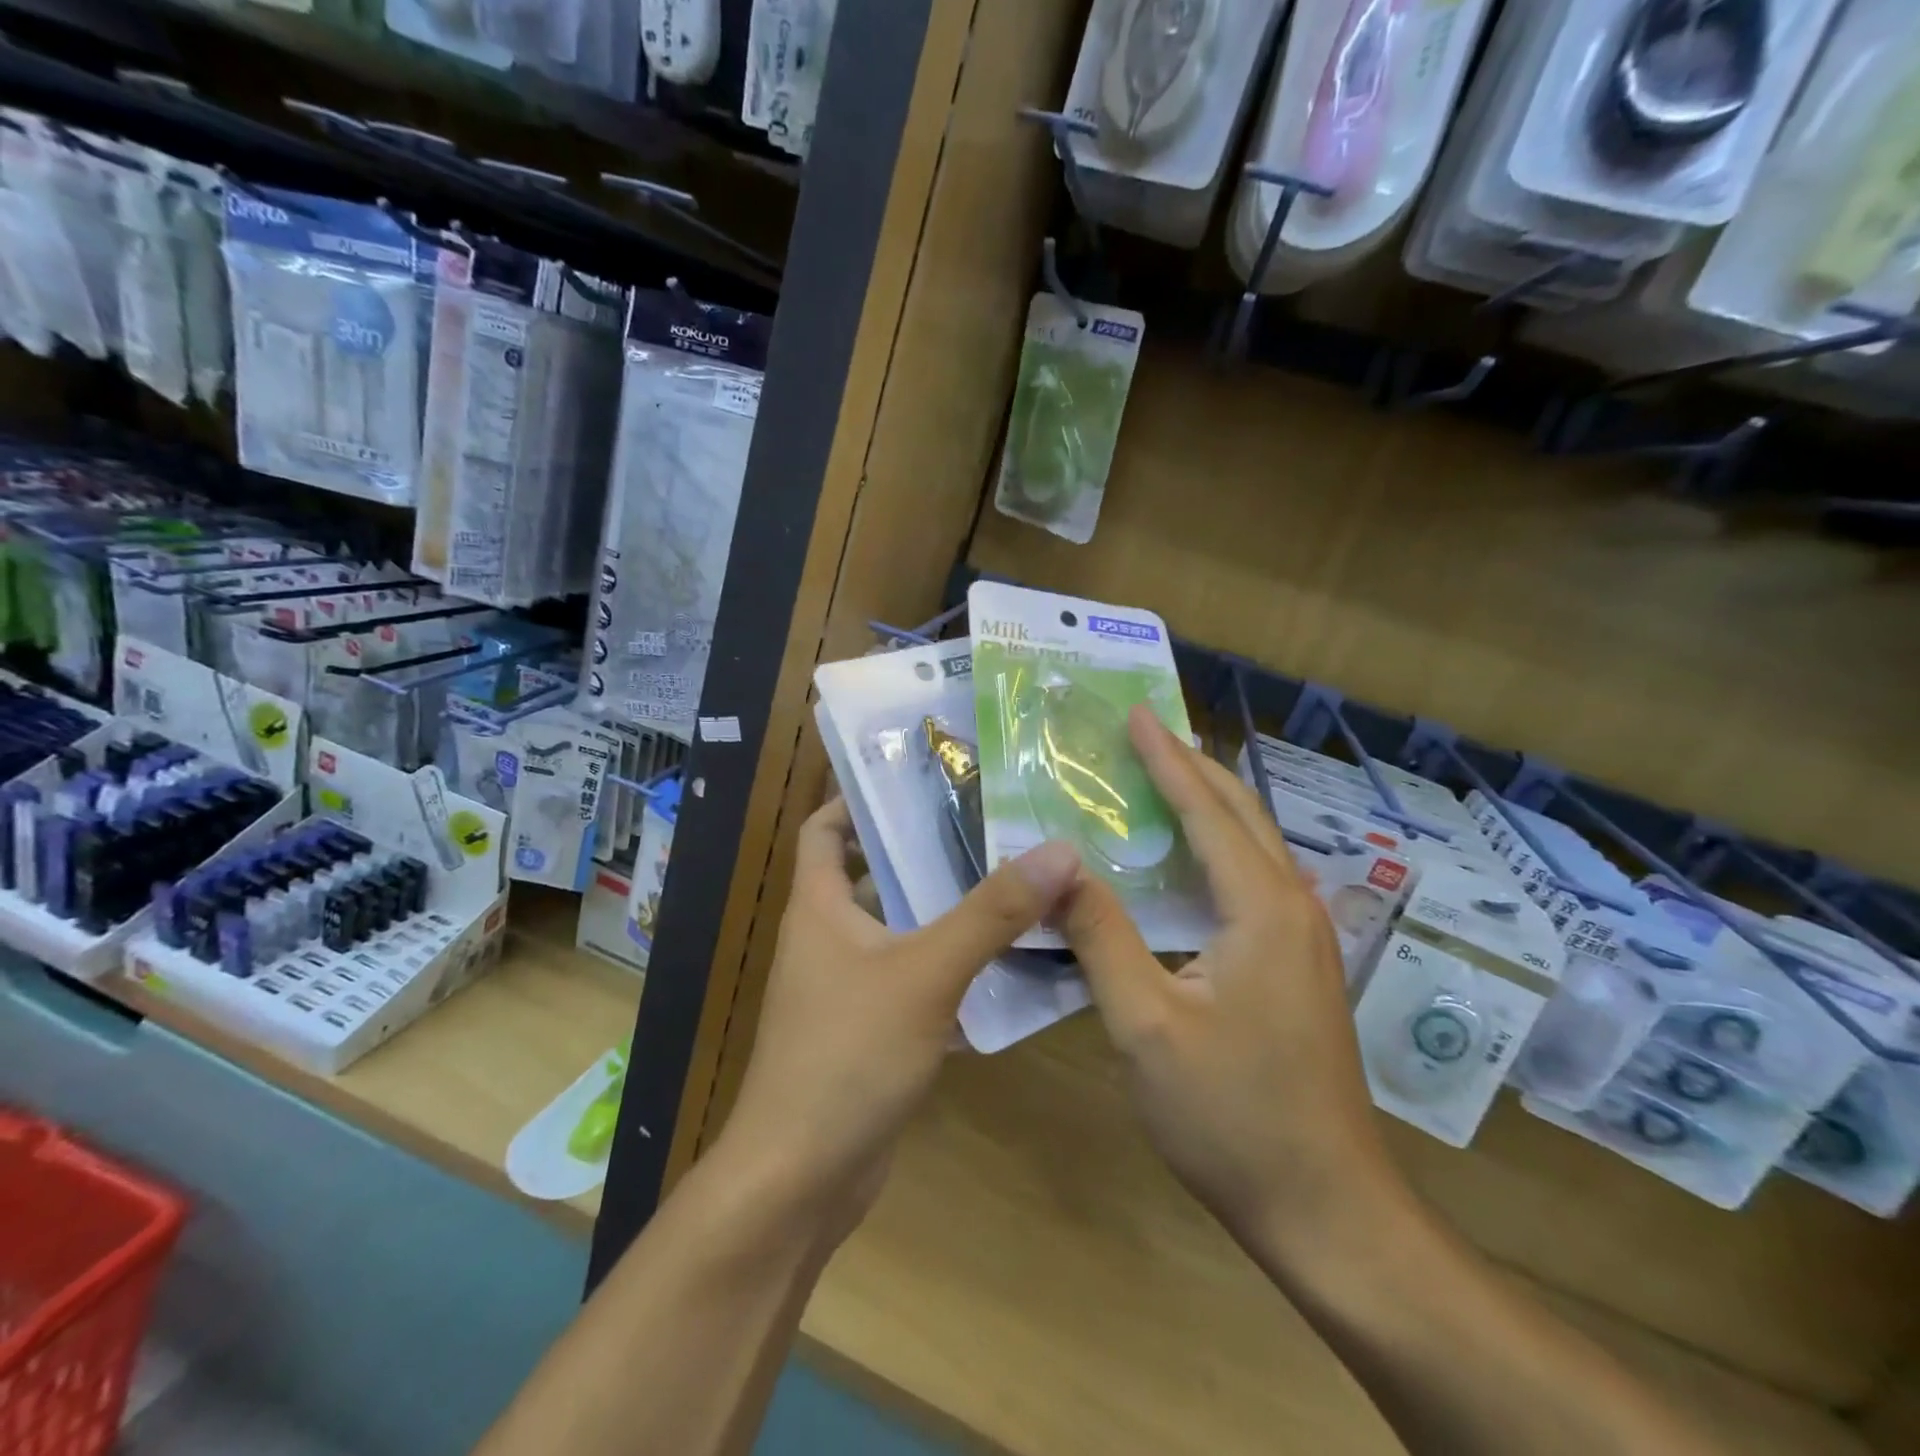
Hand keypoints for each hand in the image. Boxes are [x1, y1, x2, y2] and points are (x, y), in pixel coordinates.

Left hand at [722, 798, 1080, 1221]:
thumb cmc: (847, 1056)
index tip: (919, 781)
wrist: (800, 1180)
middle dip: (927, 852)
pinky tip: (1008, 964)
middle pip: (875, 874)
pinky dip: (952, 967)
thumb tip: (1058, 851)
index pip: (824, 828)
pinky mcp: (871, 1030)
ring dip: (948, 911)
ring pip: (902, 930)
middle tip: (993, 828)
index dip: (859, 799)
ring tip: (1014, 883)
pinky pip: (916, 980)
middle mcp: (828, 938)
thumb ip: (991, 914)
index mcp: (820, 907)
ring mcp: (848, 987)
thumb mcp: (926, 974)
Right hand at [1060, 708, 1403, 1260]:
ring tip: (1164, 777)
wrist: (1325, 1207)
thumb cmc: (1230, 1114)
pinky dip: (1218, 848)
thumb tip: (1057, 865)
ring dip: (1209, 804)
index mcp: (1260, 908)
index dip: (1167, 759)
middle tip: (1146, 732)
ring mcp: (1305, 939)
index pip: (1207, 810)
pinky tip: (1189, 861)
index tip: (1136, 715)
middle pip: (1241, 814)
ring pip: (1253, 846)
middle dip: (1193, 767)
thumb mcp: (1145, 1023)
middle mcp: (1293, 907)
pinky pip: (1255, 880)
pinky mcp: (1301, 967)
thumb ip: (1100, 935)